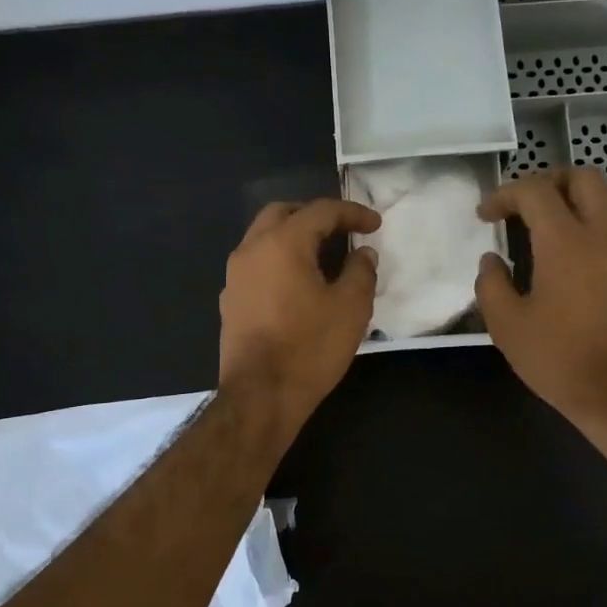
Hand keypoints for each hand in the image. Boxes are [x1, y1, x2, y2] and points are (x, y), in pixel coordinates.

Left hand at [218, 198, 380, 440]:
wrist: (260, 396)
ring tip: (323, 255)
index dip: (352, 213)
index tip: (375, 225)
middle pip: (282, 213)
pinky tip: (297, 284)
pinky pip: (256, 265)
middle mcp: (251, 250)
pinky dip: (279, 261)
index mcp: (282, 243)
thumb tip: (362, 254)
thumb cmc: (310, 347)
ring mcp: (235, 276)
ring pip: (263, 238)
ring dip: (293, 237)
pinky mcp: (230, 301)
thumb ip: (361, 272)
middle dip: (314, 215)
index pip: (320, 211)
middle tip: (342, 229)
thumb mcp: (351, 308)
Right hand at [474, 168, 606, 432]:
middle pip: (582, 177)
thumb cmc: (560, 359)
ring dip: (570, 203)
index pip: (535, 191)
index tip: (485, 214)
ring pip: (602, 202)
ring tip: (539, 232)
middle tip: (521, 205)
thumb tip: (492, 260)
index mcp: (566, 241)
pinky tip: (564, 260)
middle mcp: (602, 235)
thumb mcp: (507, 326)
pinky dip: (585, 227)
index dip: (504, 194)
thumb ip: (491, 284)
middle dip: (548, 180)